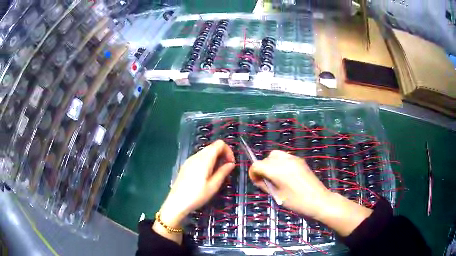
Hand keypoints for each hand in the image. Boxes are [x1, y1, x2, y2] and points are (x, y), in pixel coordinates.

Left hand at [159, 140, 235, 227]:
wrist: (176, 203)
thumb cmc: (197, 196)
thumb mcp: (213, 186)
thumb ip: (223, 172)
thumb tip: (231, 163)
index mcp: (204, 159)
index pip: (219, 144)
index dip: (228, 151)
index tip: (231, 164)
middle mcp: (196, 156)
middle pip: (213, 146)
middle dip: (223, 154)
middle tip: (226, 169)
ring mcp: (189, 160)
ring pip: (206, 152)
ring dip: (215, 158)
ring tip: (217, 173)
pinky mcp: (186, 165)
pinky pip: (199, 157)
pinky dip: (207, 161)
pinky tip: (207, 175)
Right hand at [249, 150, 371, 236]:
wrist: (319, 200)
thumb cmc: (296, 202)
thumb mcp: (277, 196)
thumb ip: (265, 185)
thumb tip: (259, 179)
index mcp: (277, 170)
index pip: (257, 165)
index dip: (253, 174)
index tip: (257, 183)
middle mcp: (284, 160)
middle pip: (266, 158)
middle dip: (262, 168)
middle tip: (266, 181)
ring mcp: (294, 158)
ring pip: (275, 155)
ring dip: (271, 164)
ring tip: (276, 177)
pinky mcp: (300, 160)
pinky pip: (285, 157)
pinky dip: (280, 163)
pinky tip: (286, 175)